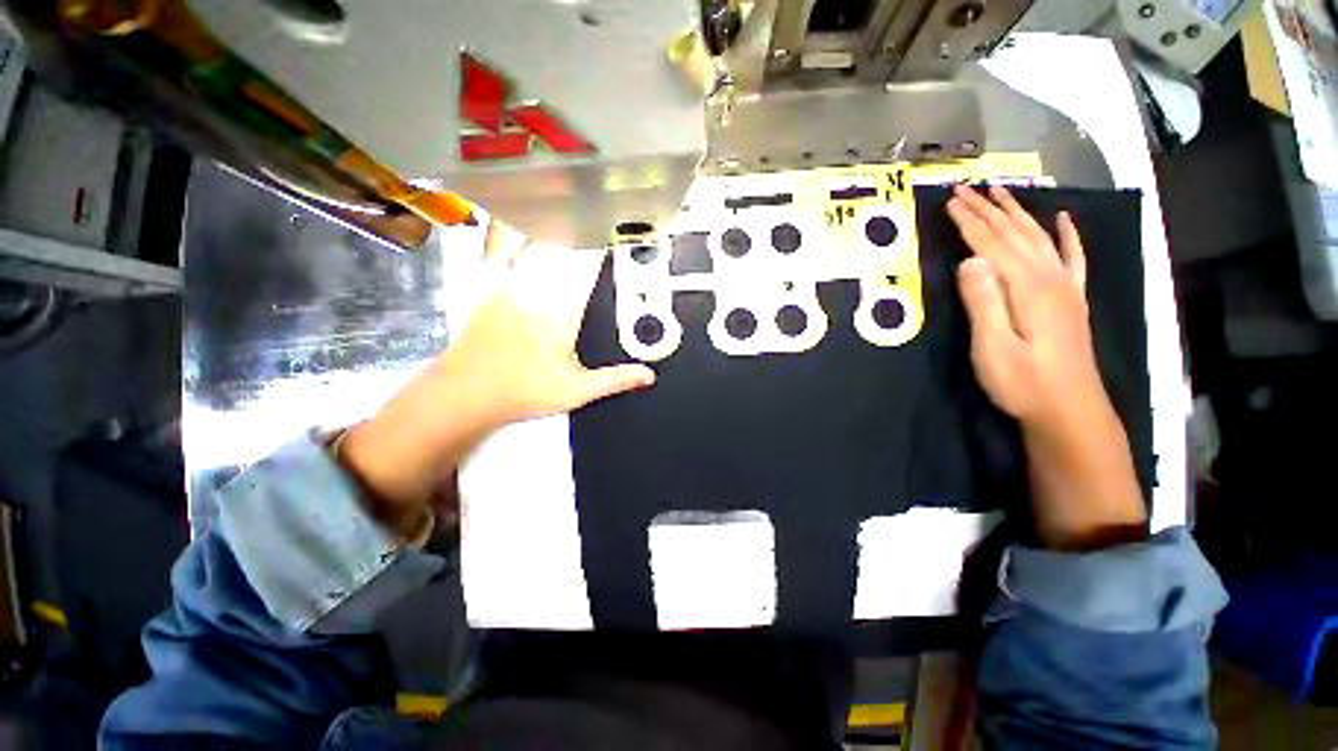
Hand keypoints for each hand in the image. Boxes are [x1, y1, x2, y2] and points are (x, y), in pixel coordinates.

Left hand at [339, 221, 654, 523]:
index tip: (619, 227)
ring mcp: (510, 279)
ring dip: (550, 220)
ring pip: (534, 235)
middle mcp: (539, 285)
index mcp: (565, 308)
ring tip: (562, 204)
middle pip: (565, 242)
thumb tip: (646, 375)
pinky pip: (498, 242)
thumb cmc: (520, 391)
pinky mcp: (486, 280)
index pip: (591, 263)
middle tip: (593, 212)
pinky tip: (511, 211)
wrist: (468, 390)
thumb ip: (614, 379)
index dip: (606, 241)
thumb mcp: (575, 391)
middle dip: (581, 226)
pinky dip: (507, 224)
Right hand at [947, 185, 1146, 549]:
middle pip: (1014, 232)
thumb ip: (982, 303)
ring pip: (1038, 236)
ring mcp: (1065, 286)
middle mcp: (1047, 275)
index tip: (949, 199)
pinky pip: (1074, 259)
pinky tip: (1064, 219)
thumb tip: (970, 259)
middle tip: (964, 188)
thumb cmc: (1027, 388)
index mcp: (1026, 285)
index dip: (969, 220)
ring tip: (1000, 191)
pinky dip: (1069, 236)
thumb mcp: (994, 353)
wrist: (1071, 414)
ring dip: (1018, 211)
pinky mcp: (1075, 300)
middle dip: (987, 208)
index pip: (991, 242)